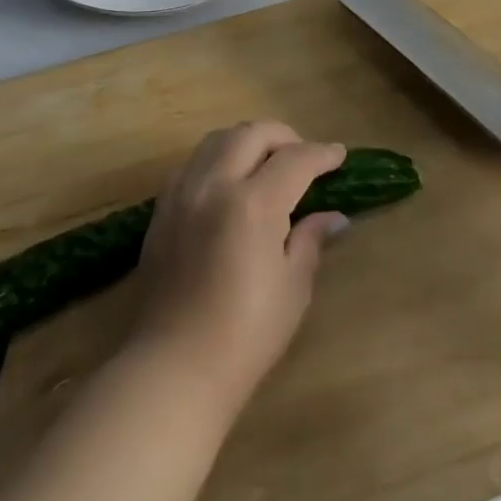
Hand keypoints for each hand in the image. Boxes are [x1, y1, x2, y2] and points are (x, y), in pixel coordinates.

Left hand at [128, 122, 348, 413]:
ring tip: (267, 163)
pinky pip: (193, 163)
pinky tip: (231, 182)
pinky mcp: (161, 208)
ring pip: (217, 139)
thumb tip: (333, 216)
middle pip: (252, 133)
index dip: (322, 154)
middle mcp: (213, 185)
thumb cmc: (245, 334)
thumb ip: (310, 240)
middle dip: (285, 137)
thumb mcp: (293, 287)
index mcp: (252, 204)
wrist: (174, 367)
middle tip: (304, 157)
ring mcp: (182, 193)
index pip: (295, 160)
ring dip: (248, 141)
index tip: (339, 156)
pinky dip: (218, 158)